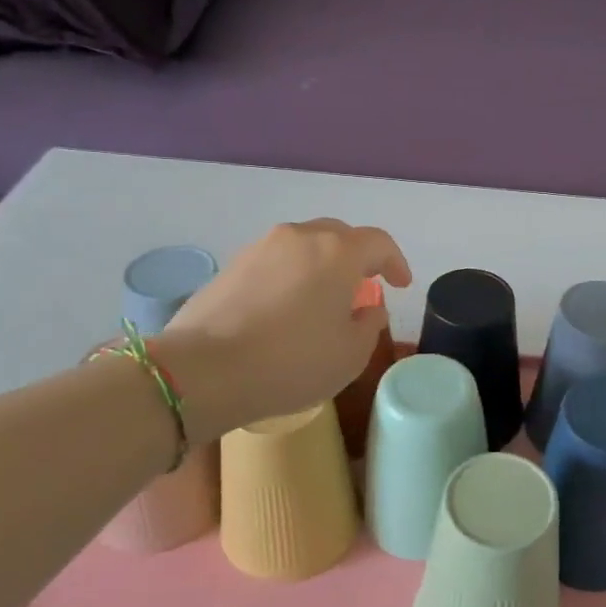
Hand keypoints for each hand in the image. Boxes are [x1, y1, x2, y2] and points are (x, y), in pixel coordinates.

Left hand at [158, 219, 411, 429]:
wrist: (204, 370)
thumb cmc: (291, 361)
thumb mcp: (350, 355)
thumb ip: (369, 325)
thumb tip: (368, 308)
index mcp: (338, 251)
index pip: (379, 243)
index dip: (395, 262)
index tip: (401, 284)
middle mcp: (300, 237)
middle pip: (339, 236)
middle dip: (357, 257)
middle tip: (363, 286)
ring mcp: (261, 247)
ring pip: (304, 246)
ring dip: (321, 265)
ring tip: (322, 298)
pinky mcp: (231, 265)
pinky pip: (275, 262)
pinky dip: (290, 276)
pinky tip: (285, 308)